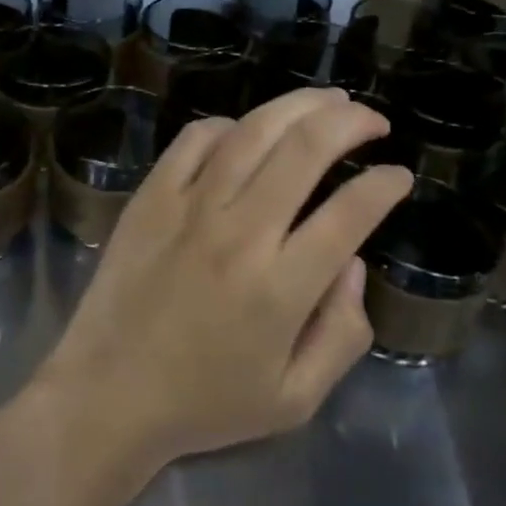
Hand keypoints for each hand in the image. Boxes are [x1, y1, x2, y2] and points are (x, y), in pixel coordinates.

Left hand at [42, 88, 413, 464]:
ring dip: (299, 105)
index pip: (350, 212)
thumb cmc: (205, 404)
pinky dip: (230, 125)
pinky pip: (195, 140)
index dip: (385, 185)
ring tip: (328, 100)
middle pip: (305, 149)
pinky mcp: (150, 198)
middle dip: (351, 122)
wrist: (108, 395)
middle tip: (371, 121)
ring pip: (253, 132)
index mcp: (281, 287)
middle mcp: (239, 234)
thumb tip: (352, 263)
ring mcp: (189, 207)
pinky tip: (247, 130)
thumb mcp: (295, 399)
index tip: (398, 176)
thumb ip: (343, 335)